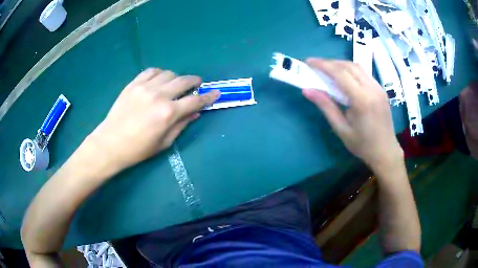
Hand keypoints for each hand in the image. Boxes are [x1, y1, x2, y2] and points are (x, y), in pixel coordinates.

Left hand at [88, 68, 219, 170]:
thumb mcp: (164, 142)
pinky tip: (158, 81)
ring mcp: (145, 87)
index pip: (195, 101)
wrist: (110, 143)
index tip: (216, 93)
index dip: (208, 97)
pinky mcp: (133, 84)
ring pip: (168, 73)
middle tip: (196, 85)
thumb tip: (195, 112)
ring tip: (174, 86)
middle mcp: (159, 95)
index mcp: (168, 113)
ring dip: (176, 78)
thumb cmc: (138, 149)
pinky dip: (159, 74)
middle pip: (184, 81)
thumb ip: (181, 125)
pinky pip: (151, 71)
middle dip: (194, 82)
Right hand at [302, 59, 402, 170]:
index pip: (340, 73)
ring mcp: (378, 88)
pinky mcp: (381, 89)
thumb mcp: (341, 129)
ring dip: (341, 64)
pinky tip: (345, 78)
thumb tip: (307, 90)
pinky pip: (364, 73)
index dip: (323, 65)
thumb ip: (326, 107)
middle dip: (330, 62)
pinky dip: (351, 70)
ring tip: (329, 70)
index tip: (309, 62)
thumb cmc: (363, 145)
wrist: (386, 152)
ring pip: (358, 66)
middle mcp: (372, 89)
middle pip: (349, 66)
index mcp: (362, 100)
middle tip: (316, 66)